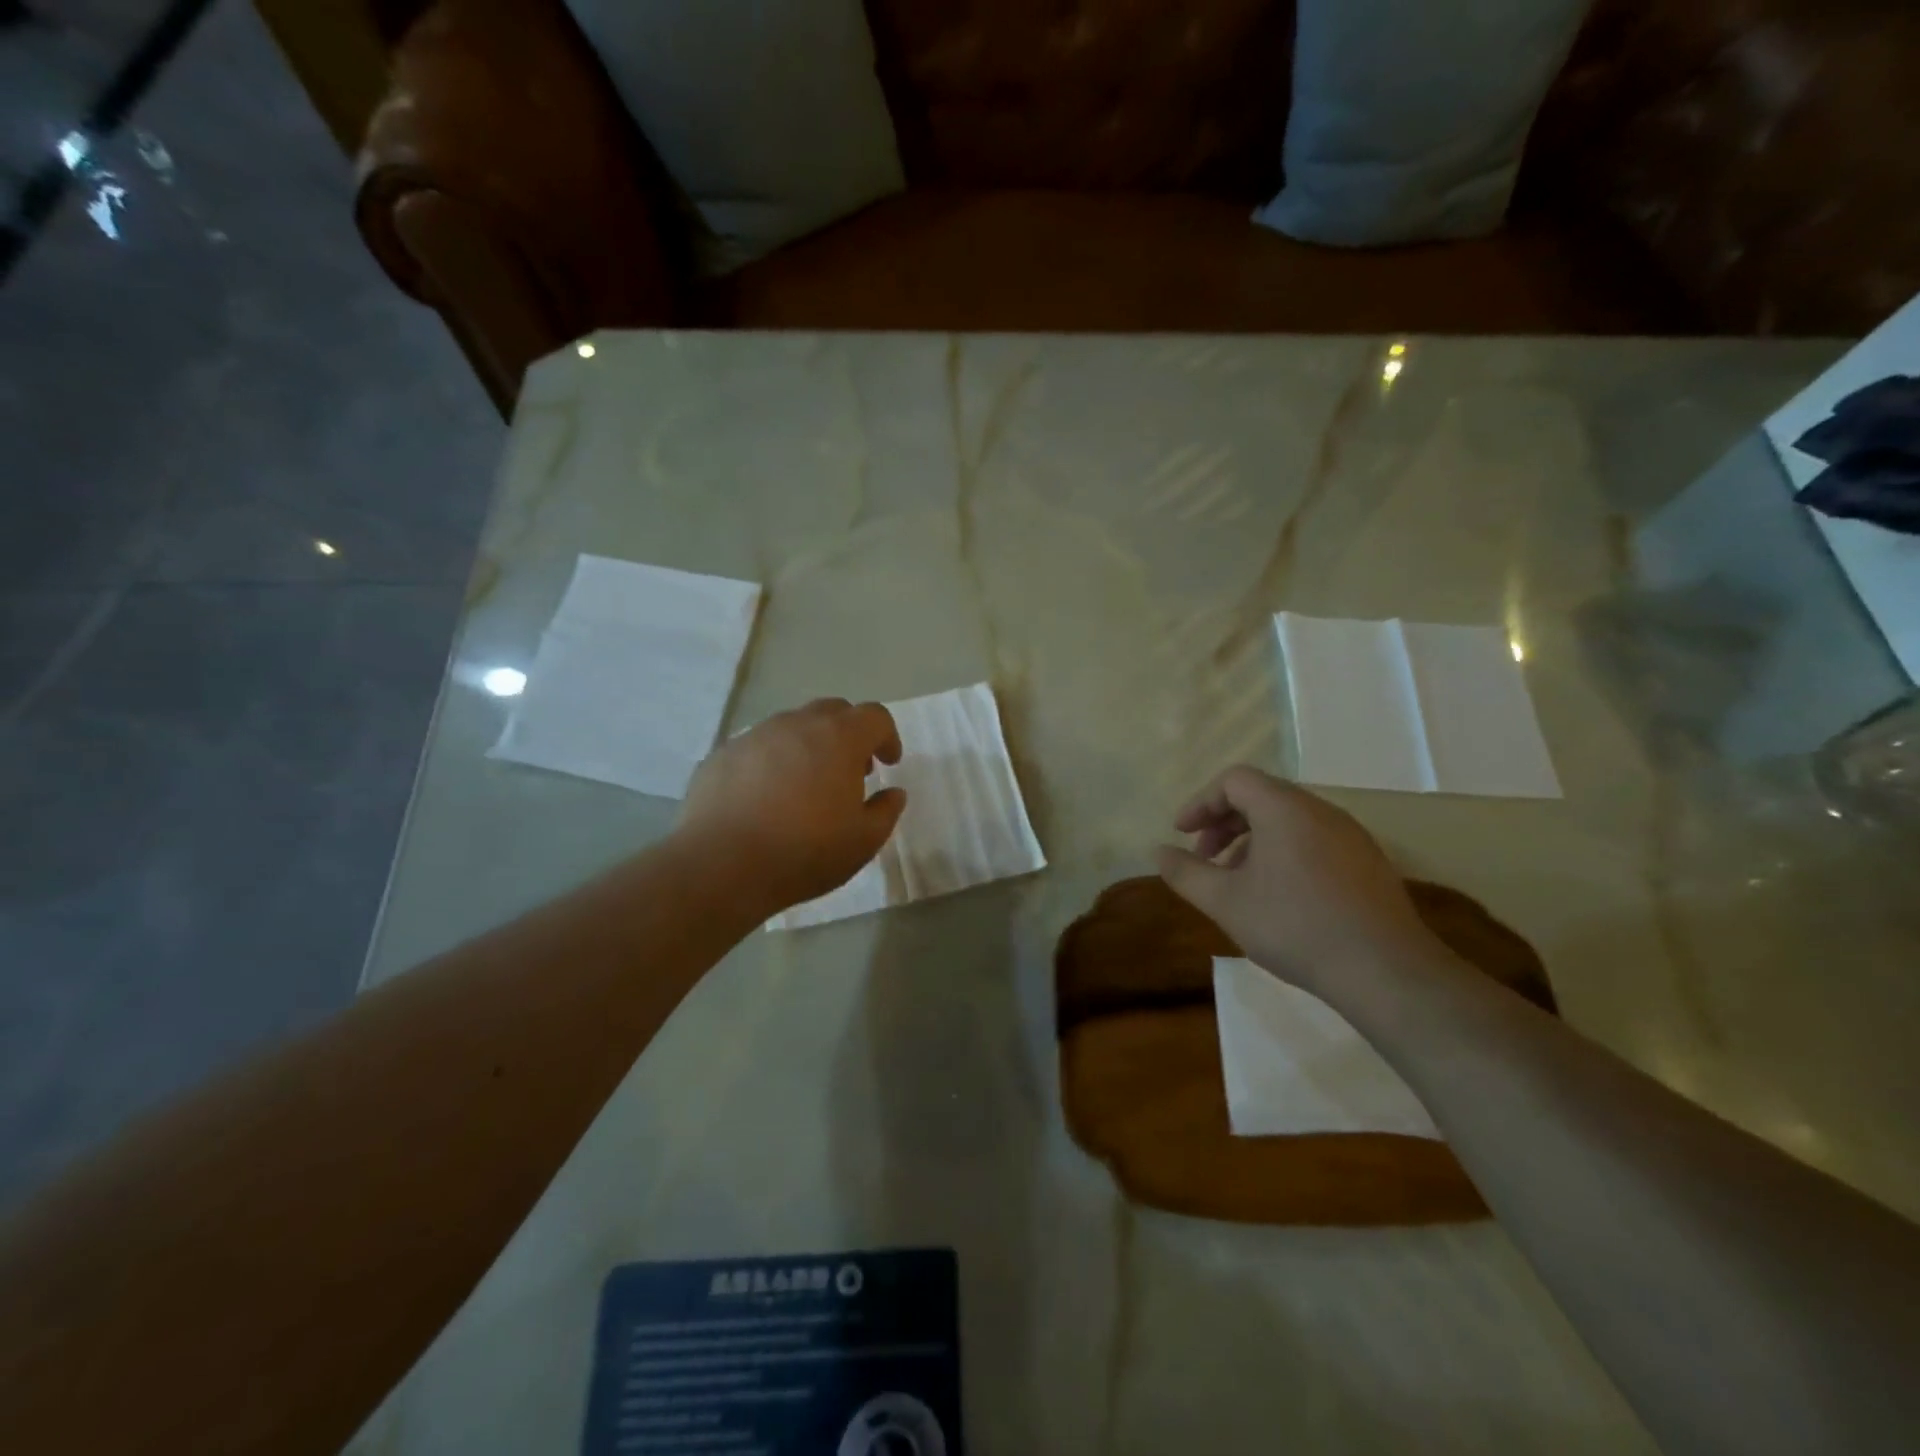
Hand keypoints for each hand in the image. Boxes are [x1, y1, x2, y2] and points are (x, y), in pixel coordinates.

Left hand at [678, 698, 905, 913]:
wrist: (720, 865)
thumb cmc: (804, 852)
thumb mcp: (863, 841)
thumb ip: (886, 811)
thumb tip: (893, 793)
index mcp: (839, 738)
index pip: (875, 716)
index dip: (888, 737)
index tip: (888, 763)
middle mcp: (797, 724)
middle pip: (833, 711)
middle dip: (849, 734)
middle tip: (851, 770)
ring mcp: (755, 735)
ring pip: (792, 727)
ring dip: (809, 746)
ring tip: (807, 786)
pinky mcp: (722, 754)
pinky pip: (758, 747)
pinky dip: (773, 762)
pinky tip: (766, 798)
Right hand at [1154, 766, 1442, 998]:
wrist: (1385, 971)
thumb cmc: (1295, 926)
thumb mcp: (1225, 902)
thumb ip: (1186, 873)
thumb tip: (1159, 852)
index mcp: (1285, 808)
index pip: (1234, 780)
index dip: (1201, 802)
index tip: (1181, 833)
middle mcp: (1321, 810)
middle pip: (1262, 796)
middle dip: (1224, 822)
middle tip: (1204, 858)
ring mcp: (1350, 835)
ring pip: (1289, 820)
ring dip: (1252, 840)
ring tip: (1237, 881)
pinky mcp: (1368, 862)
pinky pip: (1314, 840)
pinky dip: (1284, 852)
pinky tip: (1279, 896)